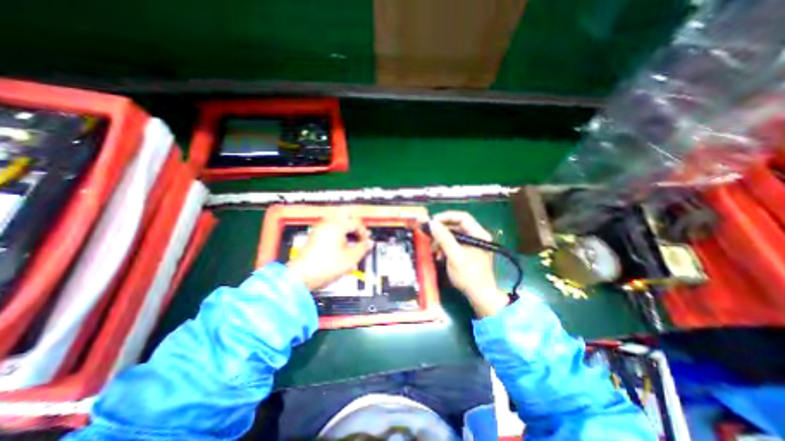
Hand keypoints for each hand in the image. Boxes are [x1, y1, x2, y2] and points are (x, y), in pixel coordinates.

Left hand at [288, 209, 373, 289]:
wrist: (302, 275)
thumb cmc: (325, 266)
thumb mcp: (351, 258)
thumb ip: (363, 248)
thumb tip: (369, 243)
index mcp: (337, 225)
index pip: (356, 223)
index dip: (364, 233)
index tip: (366, 242)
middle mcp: (327, 223)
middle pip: (346, 215)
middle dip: (355, 225)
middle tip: (360, 235)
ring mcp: (319, 228)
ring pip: (337, 220)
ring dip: (347, 227)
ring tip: (352, 240)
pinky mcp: (315, 235)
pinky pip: (330, 226)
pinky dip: (338, 231)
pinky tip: (342, 243)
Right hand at [428, 211, 509, 316]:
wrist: (480, 296)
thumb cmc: (469, 276)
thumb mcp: (455, 256)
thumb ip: (444, 238)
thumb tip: (432, 223)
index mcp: (479, 234)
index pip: (462, 217)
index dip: (446, 217)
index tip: (432, 222)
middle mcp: (477, 236)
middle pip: (457, 225)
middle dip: (442, 230)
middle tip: (429, 234)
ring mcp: (473, 243)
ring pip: (454, 234)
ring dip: (441, 240)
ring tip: (433, 249)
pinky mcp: (468, 251)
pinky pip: (454, 243)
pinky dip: (445, 246)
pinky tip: (439, 254)